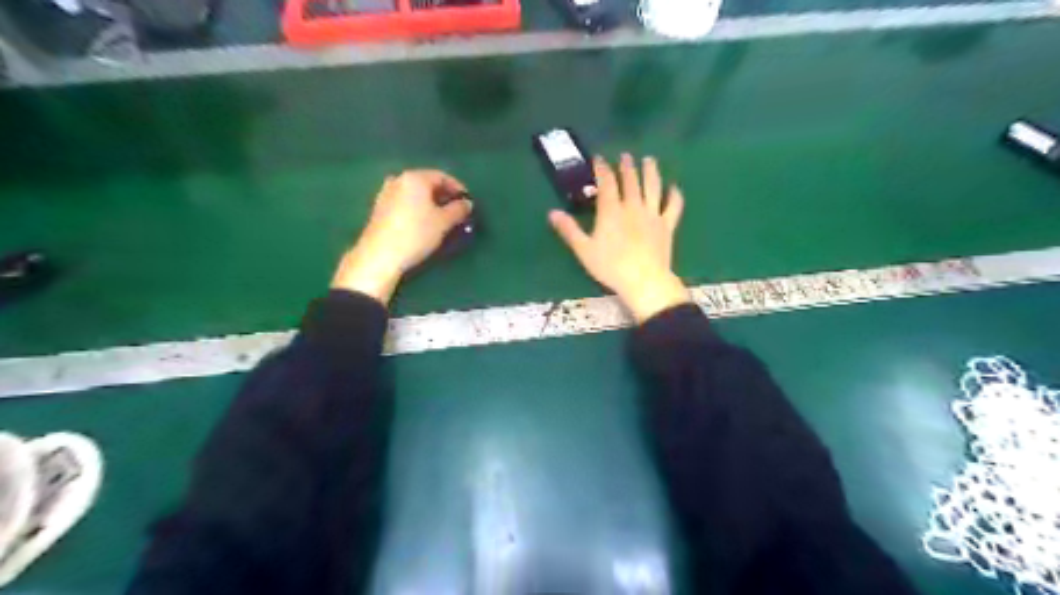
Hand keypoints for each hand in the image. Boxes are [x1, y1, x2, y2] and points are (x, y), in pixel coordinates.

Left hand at [331, 169, 471, 303]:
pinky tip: (423, 222)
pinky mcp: (380, 208)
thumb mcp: (444, 222)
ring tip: (442, 218)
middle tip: (457, 210)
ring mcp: (386, 193)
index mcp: (415, 178)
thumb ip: (458, 209)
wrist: (380, 255)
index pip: (442, 176)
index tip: (468, 202)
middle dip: (444, 196)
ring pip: (415, 194)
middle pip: (427, 183)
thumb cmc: (416, 234)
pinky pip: (405, 202)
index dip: (458, 188)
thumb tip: (467, 203)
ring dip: (430, 202)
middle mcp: (399, 180)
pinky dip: (417, 208)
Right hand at [551, 153, 692, 320]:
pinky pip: (673, 206)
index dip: (602, 168)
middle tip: (625, 156)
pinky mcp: (667, 225)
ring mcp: (652, 214)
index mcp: (611, 210)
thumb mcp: (583, 250)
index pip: (606, 182)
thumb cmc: (610, 267)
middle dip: (627, 166)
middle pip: (631, 180)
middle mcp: (632, 206)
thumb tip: (552, 212)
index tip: (599, 159)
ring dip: (650, 171)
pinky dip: (674, 195)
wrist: (644, 280)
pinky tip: (674, 188)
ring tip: (649, 160)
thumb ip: (569, 230)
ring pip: (652, 187)